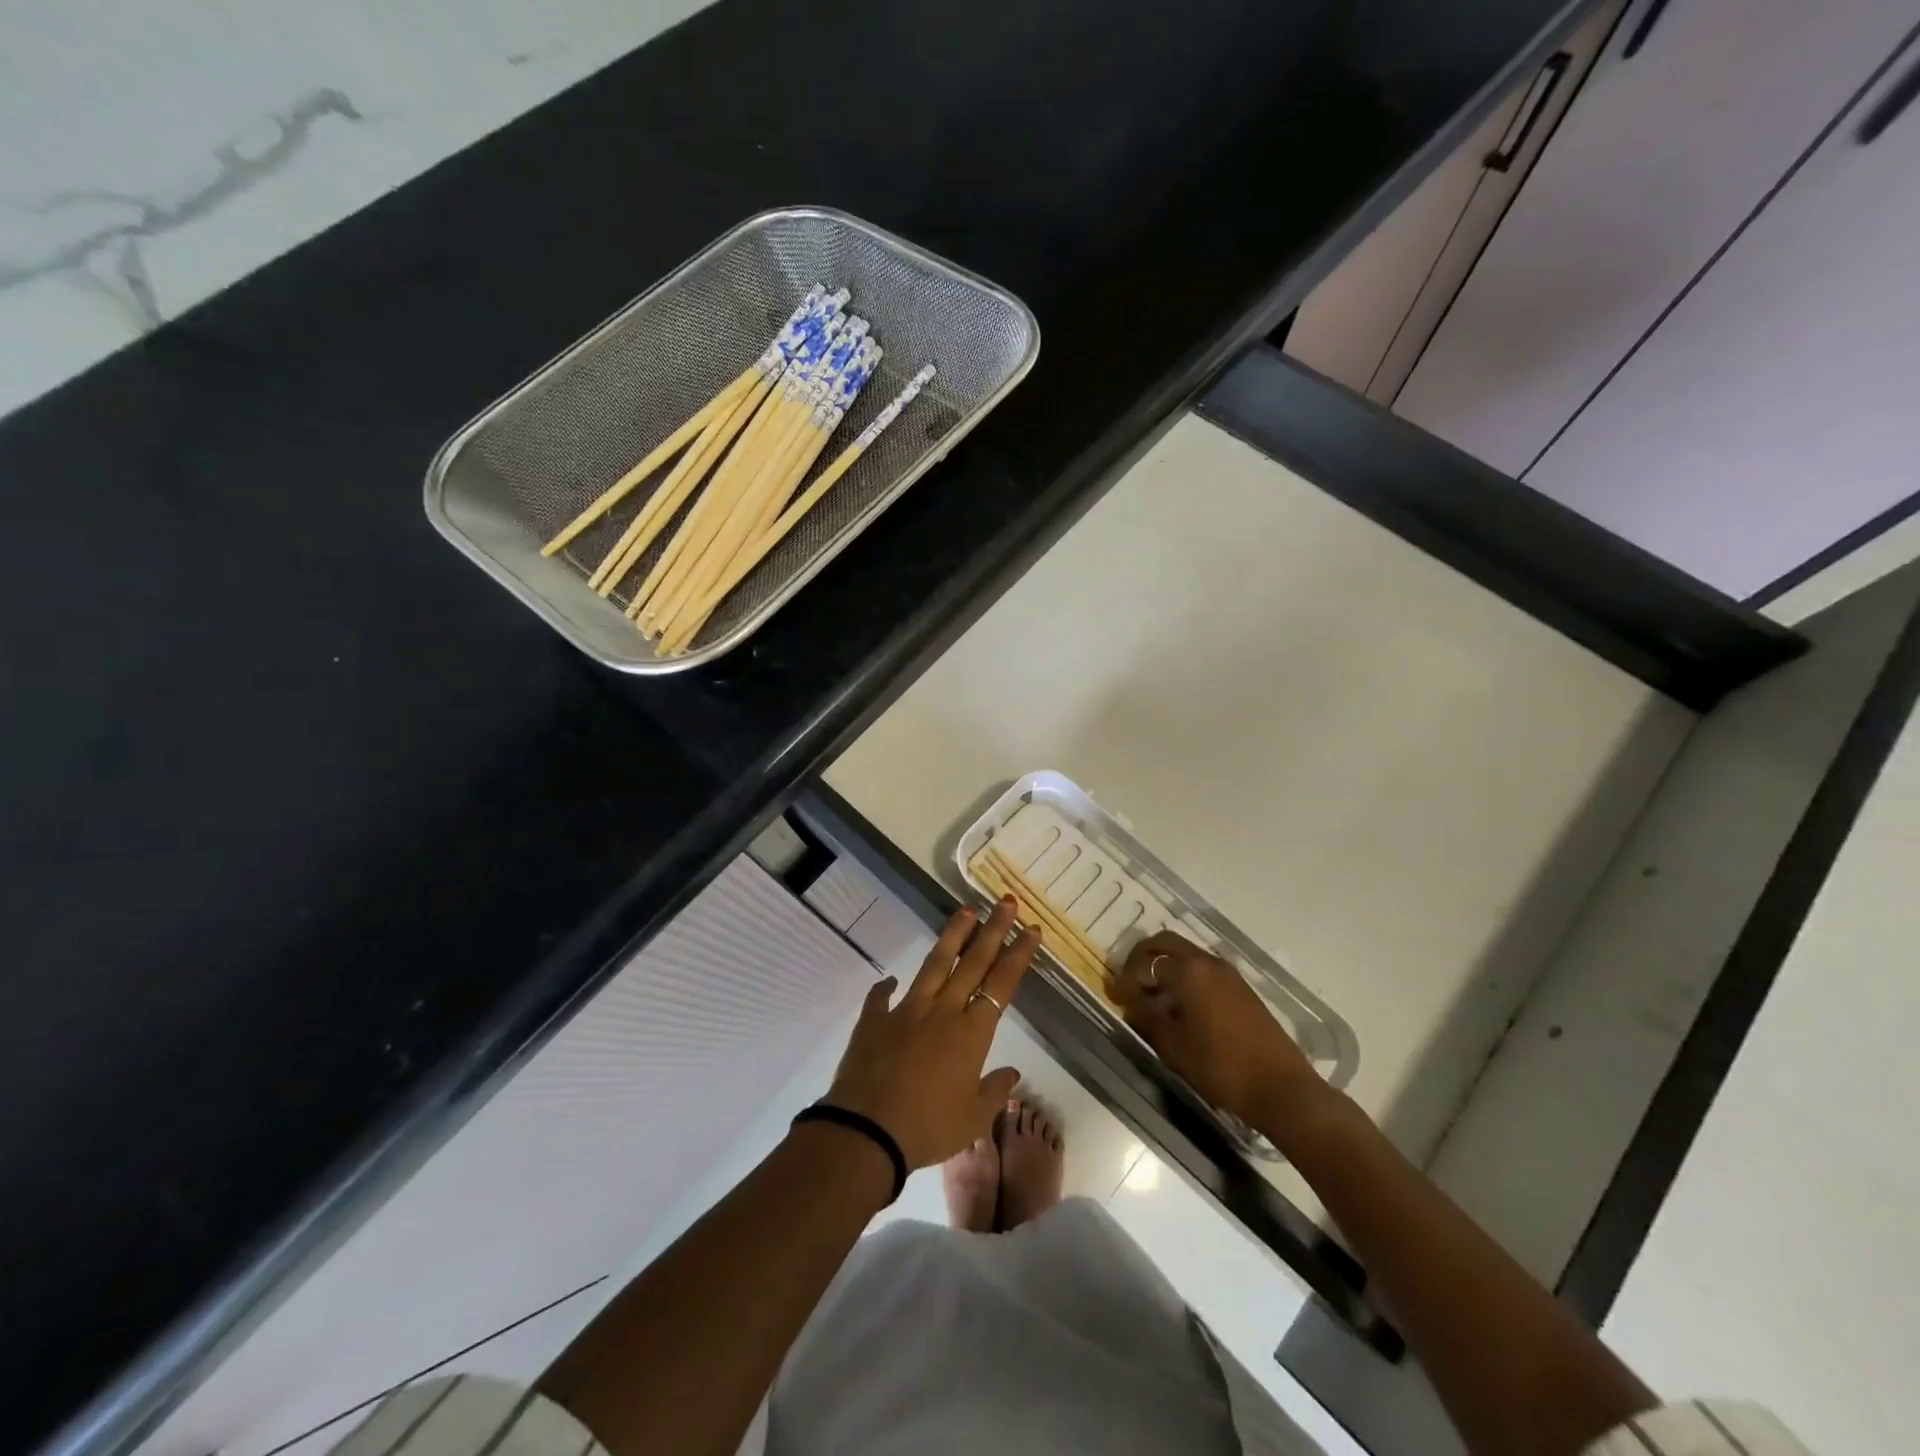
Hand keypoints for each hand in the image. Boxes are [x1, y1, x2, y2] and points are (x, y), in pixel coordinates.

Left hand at [823, 899, 1037, 1168]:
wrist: (866, 1131)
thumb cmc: (928, 1128)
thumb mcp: (972, 1120)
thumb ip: (994, 1092)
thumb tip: (1012, 1073)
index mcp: (971, 1033)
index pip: (1001, 984)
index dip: (1018, 955)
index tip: (1031, 929)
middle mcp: (942, 1011)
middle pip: (973, 962)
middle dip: (993, 930)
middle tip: (1006, 901)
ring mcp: (906, 1011)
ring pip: (934, 965)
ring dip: (952, 937)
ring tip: (965, 911)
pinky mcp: (875, 1021)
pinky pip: (881, 997)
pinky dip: (886, 987)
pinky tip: (890, 979)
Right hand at [1114, 930, 1324, 1132]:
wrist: (1282, 1089)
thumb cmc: (1221, 1067)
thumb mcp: (1173, 1047)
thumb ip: (1147, 1018)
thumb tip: (1132, 1003)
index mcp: (1188, 970)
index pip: (1145, 961)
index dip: (1126, 978)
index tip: (1115, 998)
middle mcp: (1208, 962)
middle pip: (1166, 943)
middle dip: (1143, 958)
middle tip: (1130, 983)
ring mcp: (1228, 973)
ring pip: (1186, 955)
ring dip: (1165, 966)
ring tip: (1153, 997)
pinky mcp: (1241, 988)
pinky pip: (1203, 970)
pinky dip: (1185, 977)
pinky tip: (1181, 1006)